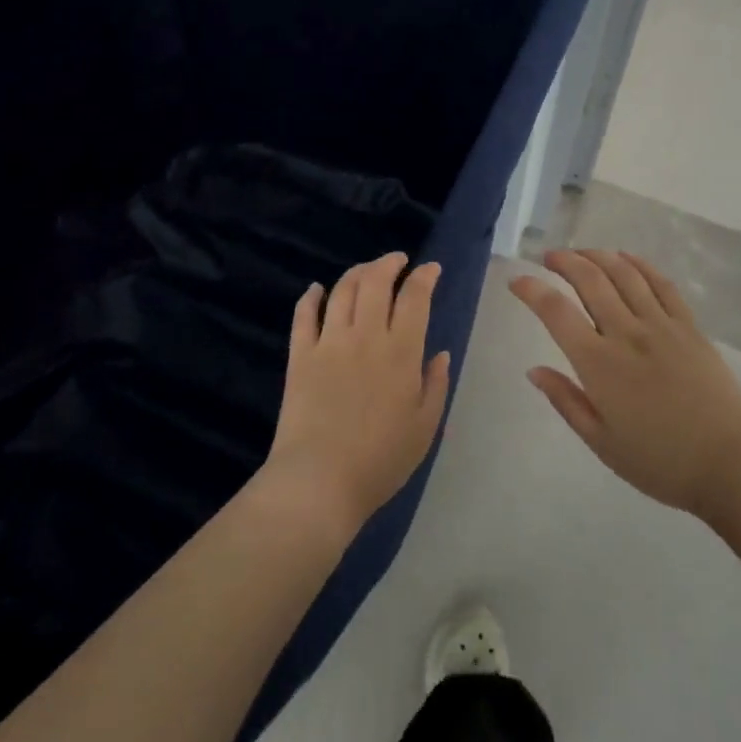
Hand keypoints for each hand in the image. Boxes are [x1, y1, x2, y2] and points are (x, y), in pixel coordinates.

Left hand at [261, 253, 451, 541]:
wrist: (319, 481)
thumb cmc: (381, 460)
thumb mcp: (425, 427)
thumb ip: (435, 385)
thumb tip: (440, 353)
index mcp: (400, 351)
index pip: (414, 297)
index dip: (424, 276)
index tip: (430, 269)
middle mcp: (365, 335)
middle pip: (375, 282)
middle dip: (389, 263)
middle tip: (397, 260)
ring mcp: (329, 342)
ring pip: (342, 290)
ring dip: (356, 273)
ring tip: (366, 271)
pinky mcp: (300, 355)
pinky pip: (304, 316)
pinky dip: (311, 297)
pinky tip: (316, 290)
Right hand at [511, 249, 740, 519]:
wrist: (732, 463)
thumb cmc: (661, 461)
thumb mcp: (602, 442)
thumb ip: (566, 401)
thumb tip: (534, 371)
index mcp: (599, 364)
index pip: (556, 313)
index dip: (531, 290)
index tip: (516, 280)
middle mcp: (627, 334)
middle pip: (590, 280)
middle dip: (564, 261)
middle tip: (549, 257)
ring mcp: (661, 325)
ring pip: (624, 274)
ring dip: (598, 256)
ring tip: (581, 252)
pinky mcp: (689, 326)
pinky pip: (661, 284)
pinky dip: (639, 265)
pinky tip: (626, 259)